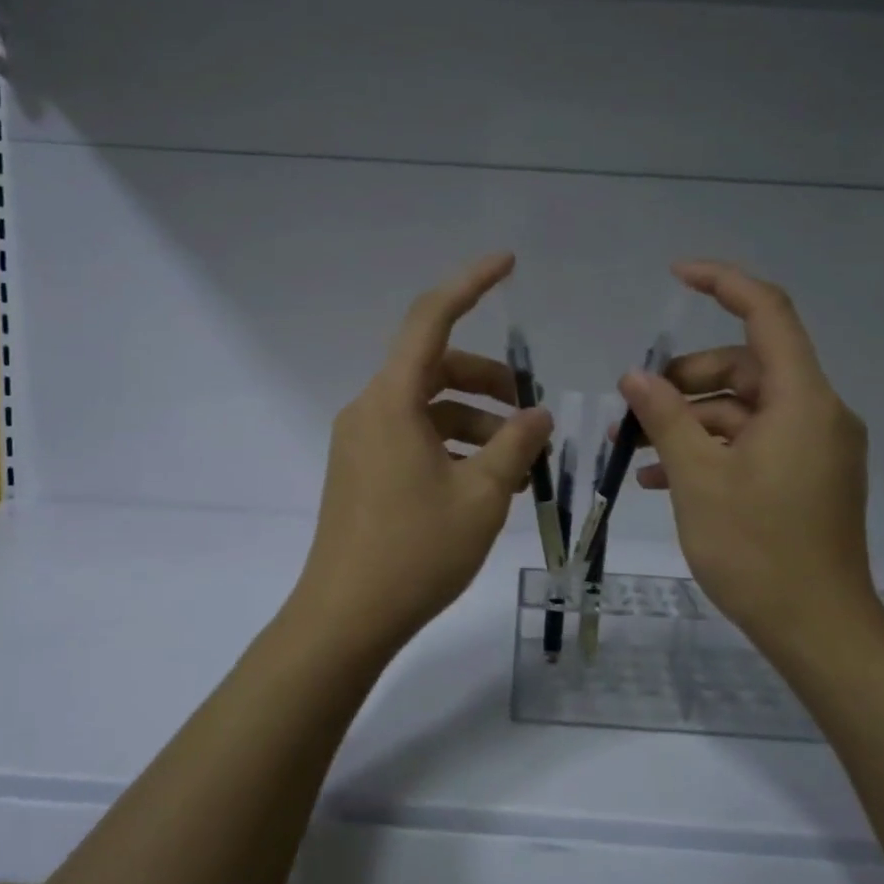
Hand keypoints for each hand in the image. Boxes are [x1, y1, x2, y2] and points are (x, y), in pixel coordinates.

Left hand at [287, 253, 552, 656]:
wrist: (345, 619)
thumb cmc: (415, 553)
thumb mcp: (481, 496)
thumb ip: (515, 445)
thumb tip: (538, 416)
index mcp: (392, 401)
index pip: (431, 319)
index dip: (470, 284)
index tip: (508, 263)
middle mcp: (370, 409)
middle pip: (436, 367)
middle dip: (490, 382)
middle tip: (533, 415)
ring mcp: (362, 441)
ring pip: (429, 407)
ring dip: (477, 422)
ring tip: (520, 463)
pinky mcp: (362, 470)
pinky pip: (415, 436)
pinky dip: (453, 445)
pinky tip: (487, 481)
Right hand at [619, 261, 876, 650]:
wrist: (819, 631)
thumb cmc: (758, 550)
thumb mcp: (699, 479)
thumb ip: (666, 418)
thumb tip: (635, 377)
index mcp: (802, 400)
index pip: (768, 313)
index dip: (723, 283)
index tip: (675, 275)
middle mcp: (816, 413)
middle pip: (746, 366)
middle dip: (686, 378)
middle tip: (634, 405)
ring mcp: (814, 448)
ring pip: (744, 409)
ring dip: (690, 420)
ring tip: (635, 446)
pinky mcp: (807, 477)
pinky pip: (754, 443)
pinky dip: (712, 448)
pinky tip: (660, 477)